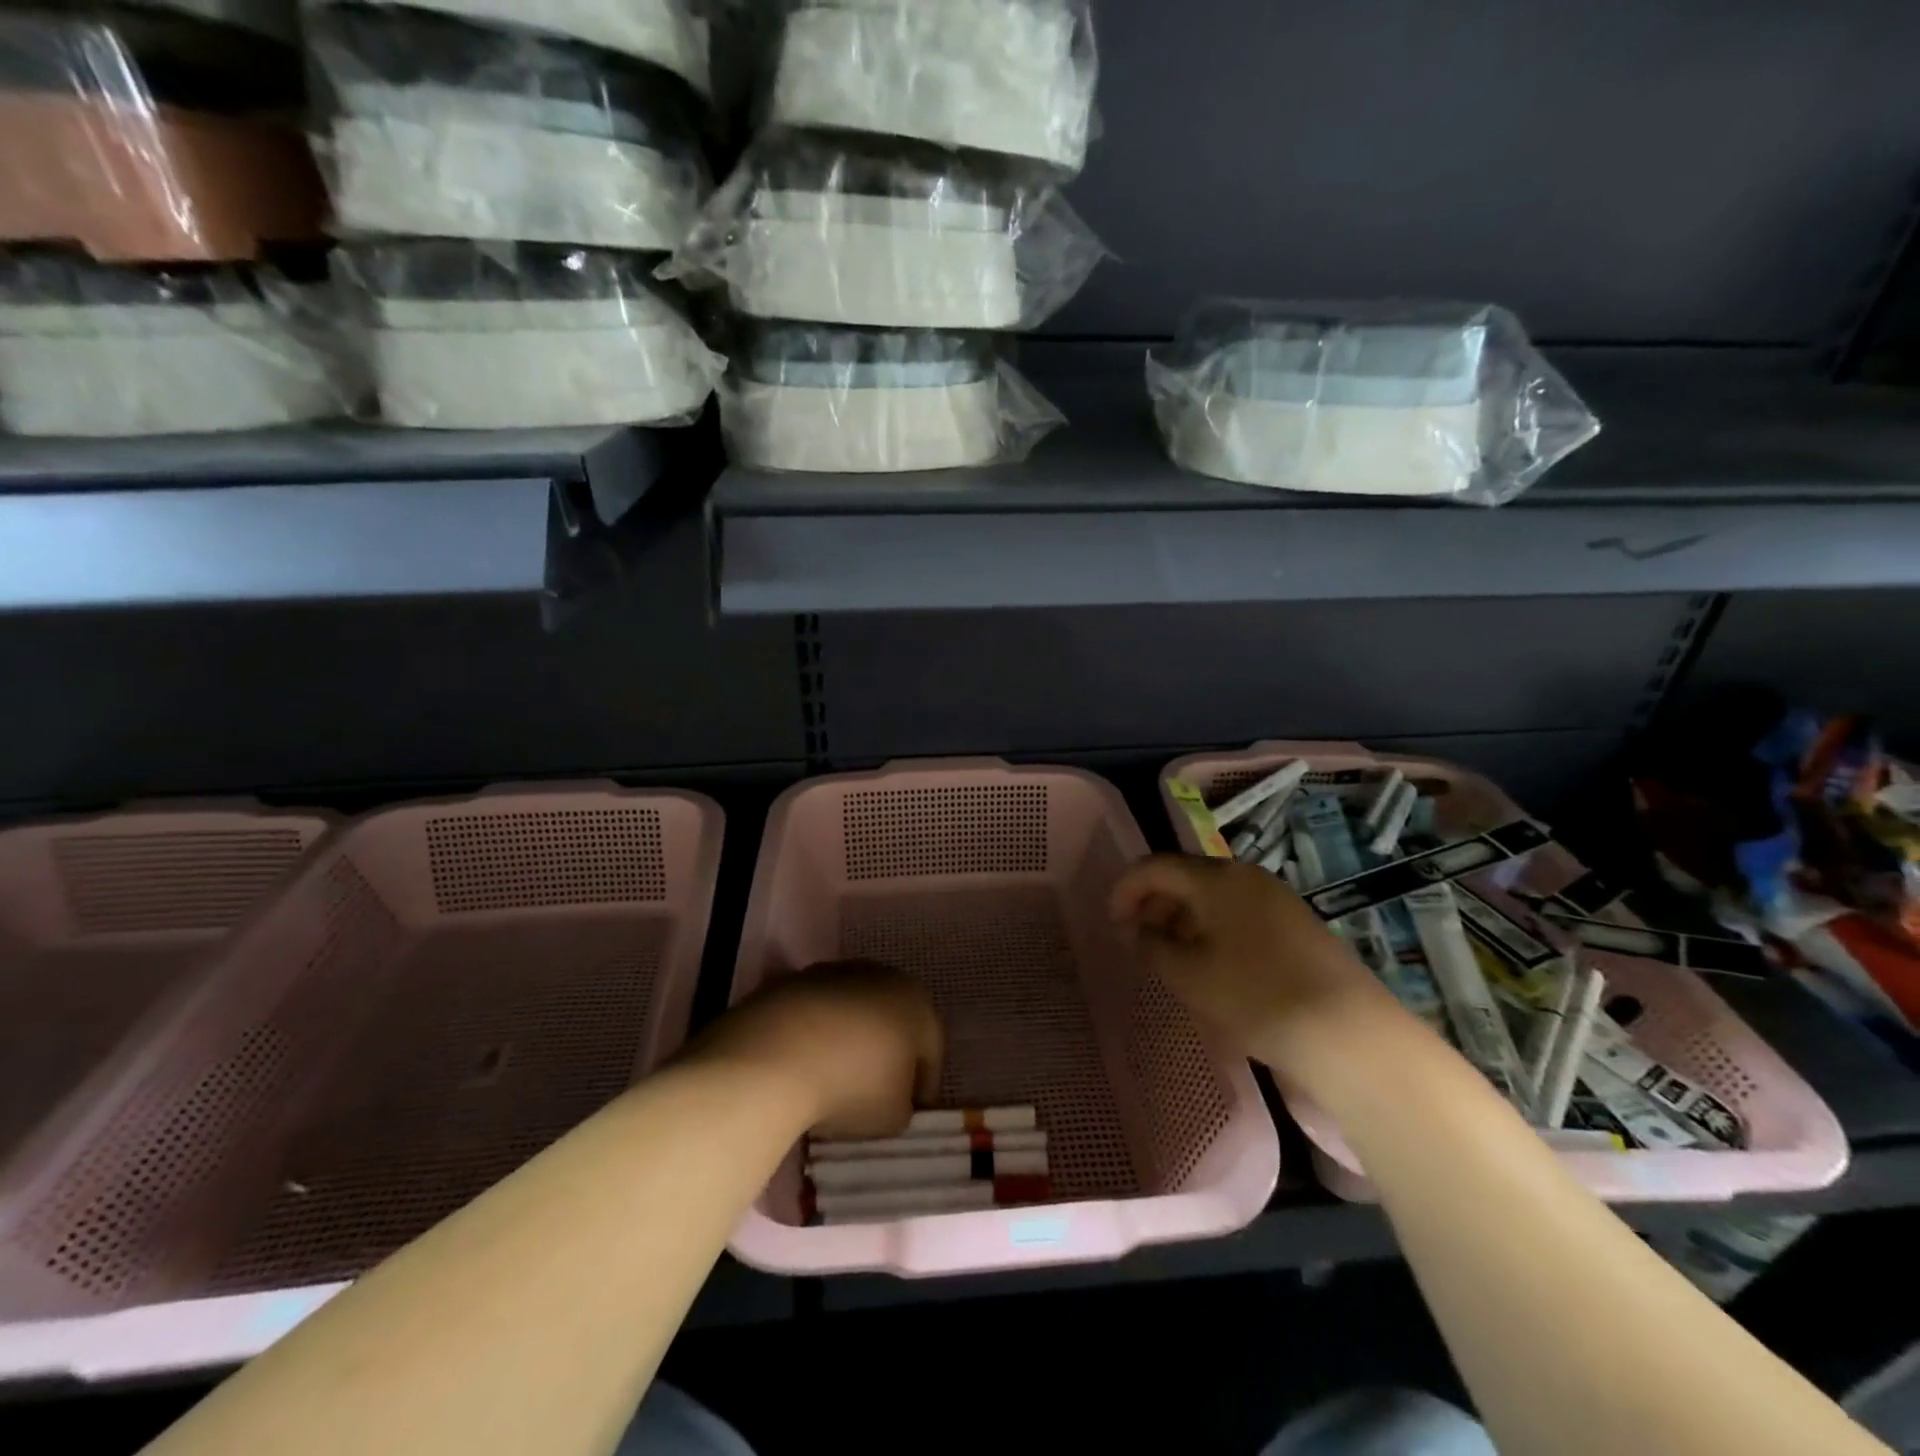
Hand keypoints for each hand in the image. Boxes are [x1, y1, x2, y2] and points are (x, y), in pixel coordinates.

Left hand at [689, 962, 943, 1140]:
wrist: (776, 1055)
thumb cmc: (853, 1085)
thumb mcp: (894, 1117)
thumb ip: (903, 1105)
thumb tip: (892, 1099)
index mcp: (917, 1003)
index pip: (931, 1047)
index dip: (922, 1084)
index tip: (909, 1111)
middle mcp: (882, 976)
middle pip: (892, 1020)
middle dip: (887, 1053)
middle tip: (874, 1092)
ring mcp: (835, 972)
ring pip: (853, 1011)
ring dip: (849, 1040)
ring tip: (832, 1079)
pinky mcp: (795, 979)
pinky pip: (816, 1012)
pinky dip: (815, 1034)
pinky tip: (802, 1064)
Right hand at [1110, 855, 1403, 1075]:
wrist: (1348, 1034)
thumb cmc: (1256, 997)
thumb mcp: (1189, 976)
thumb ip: (1152, 946)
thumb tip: (1137, 930)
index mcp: (1216, 878)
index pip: (1156, 867)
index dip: (1126, 890)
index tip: (1112, 923)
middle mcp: (1246, 876)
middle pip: (1186, 876)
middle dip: (1154, 903)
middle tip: (1138, 939)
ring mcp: (1277, 898)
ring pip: (1214, 896)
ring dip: (1183, 917)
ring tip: (1171, 956)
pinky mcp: (1297, 923)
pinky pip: (1239, 912)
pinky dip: (1213, 928)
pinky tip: (1212, 963)